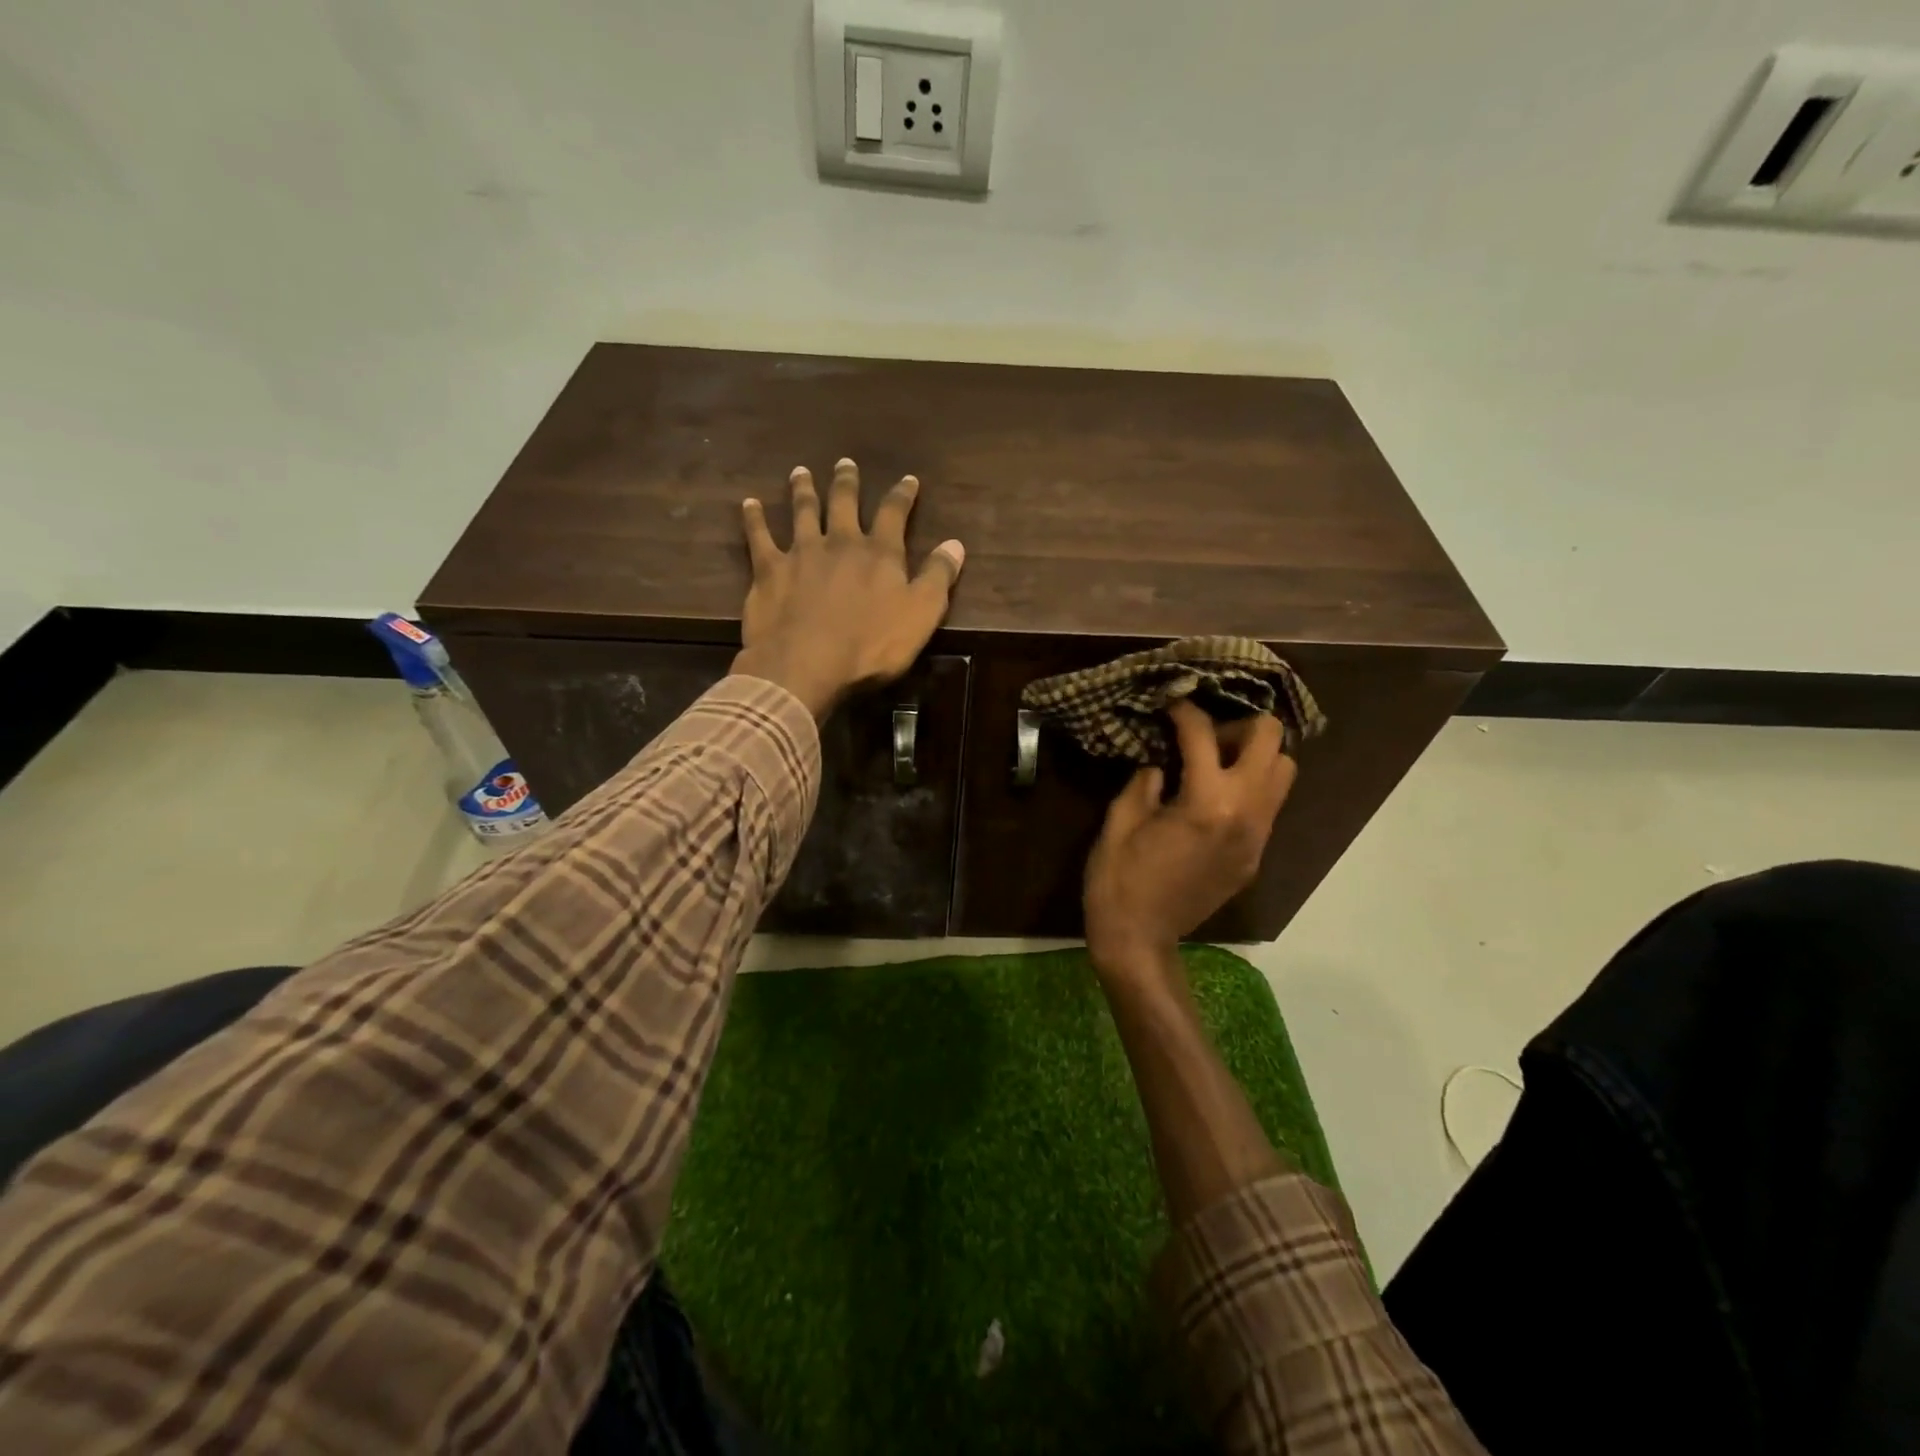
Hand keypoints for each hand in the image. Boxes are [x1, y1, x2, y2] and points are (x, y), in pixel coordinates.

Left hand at [733, 459, 964, 719]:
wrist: (808, 664)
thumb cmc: (871, 646)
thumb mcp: (921, 615)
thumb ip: (939, 577)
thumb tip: (956, 544)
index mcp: (879, 553)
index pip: (894, 513)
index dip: (902, 495)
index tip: (908, 479)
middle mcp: (840, 542)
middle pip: (843, 503)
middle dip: (847, 482)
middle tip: (845, 464)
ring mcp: (801, 553)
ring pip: (802, 512)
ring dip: (803, 490)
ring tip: (800, 472)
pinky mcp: (768, 570)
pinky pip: (759, 537)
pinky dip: (754, 518)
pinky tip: (749, 503)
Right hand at [1083, 701, 1297, 972]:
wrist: (1140, 940)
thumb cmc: (1119, 879)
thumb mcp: (1120, 821)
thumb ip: (1145, 781)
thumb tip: (1162, 764)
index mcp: (1206, 802)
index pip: (1204, 735)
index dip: (1184, 711)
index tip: (1170, 703)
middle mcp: (1245, 814)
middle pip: (1271, 742)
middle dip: (1237, 725)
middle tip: (1203, 737)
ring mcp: (1256, 838)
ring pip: (1283, 773)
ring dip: (1253, 756)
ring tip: (1214, 764)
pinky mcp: (1254, 857)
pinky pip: (1268, 806)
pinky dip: (1248, 788)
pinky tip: (1211, 800)